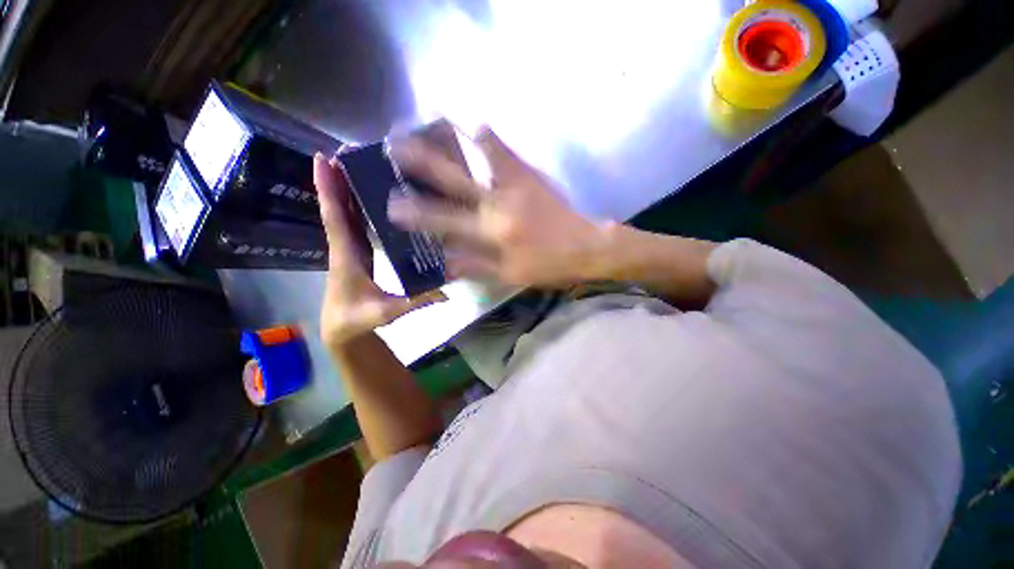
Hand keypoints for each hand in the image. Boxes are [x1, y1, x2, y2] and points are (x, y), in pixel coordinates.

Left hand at [314, 154, 442, 346]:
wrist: (341, 328)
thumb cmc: (357, 320)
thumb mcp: (387, 313)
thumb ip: (416, 302)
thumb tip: (447, 292)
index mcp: (346, 256)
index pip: (335, 219)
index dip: (329, 190)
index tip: (324, 160)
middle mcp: (344, 246)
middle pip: (338, 208)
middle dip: (338, 178)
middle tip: (346, 150)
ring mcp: (350, 248)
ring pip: (345, 213)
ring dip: (346, 187)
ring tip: (355, 163)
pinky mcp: (358, 251)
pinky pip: (354, 223)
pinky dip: (355, 204)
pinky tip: (367, 193)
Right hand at [388, 127, 604, 287]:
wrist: (585, 247)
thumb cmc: (547, 265)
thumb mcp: (510, 275)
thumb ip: (475, 267)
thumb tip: (444, 262)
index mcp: (492, 232)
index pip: (445, 221)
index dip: (417, 214)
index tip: (391, 205)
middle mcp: (498, 204)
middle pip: (454, 181)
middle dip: (422, 164)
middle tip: (395, 146)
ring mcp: (516, 186)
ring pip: (479, 159)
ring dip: (453, 140)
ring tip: (431, 121)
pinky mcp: (531, 177)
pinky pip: (508, 154)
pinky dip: (491, 139)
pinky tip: (477, 125)